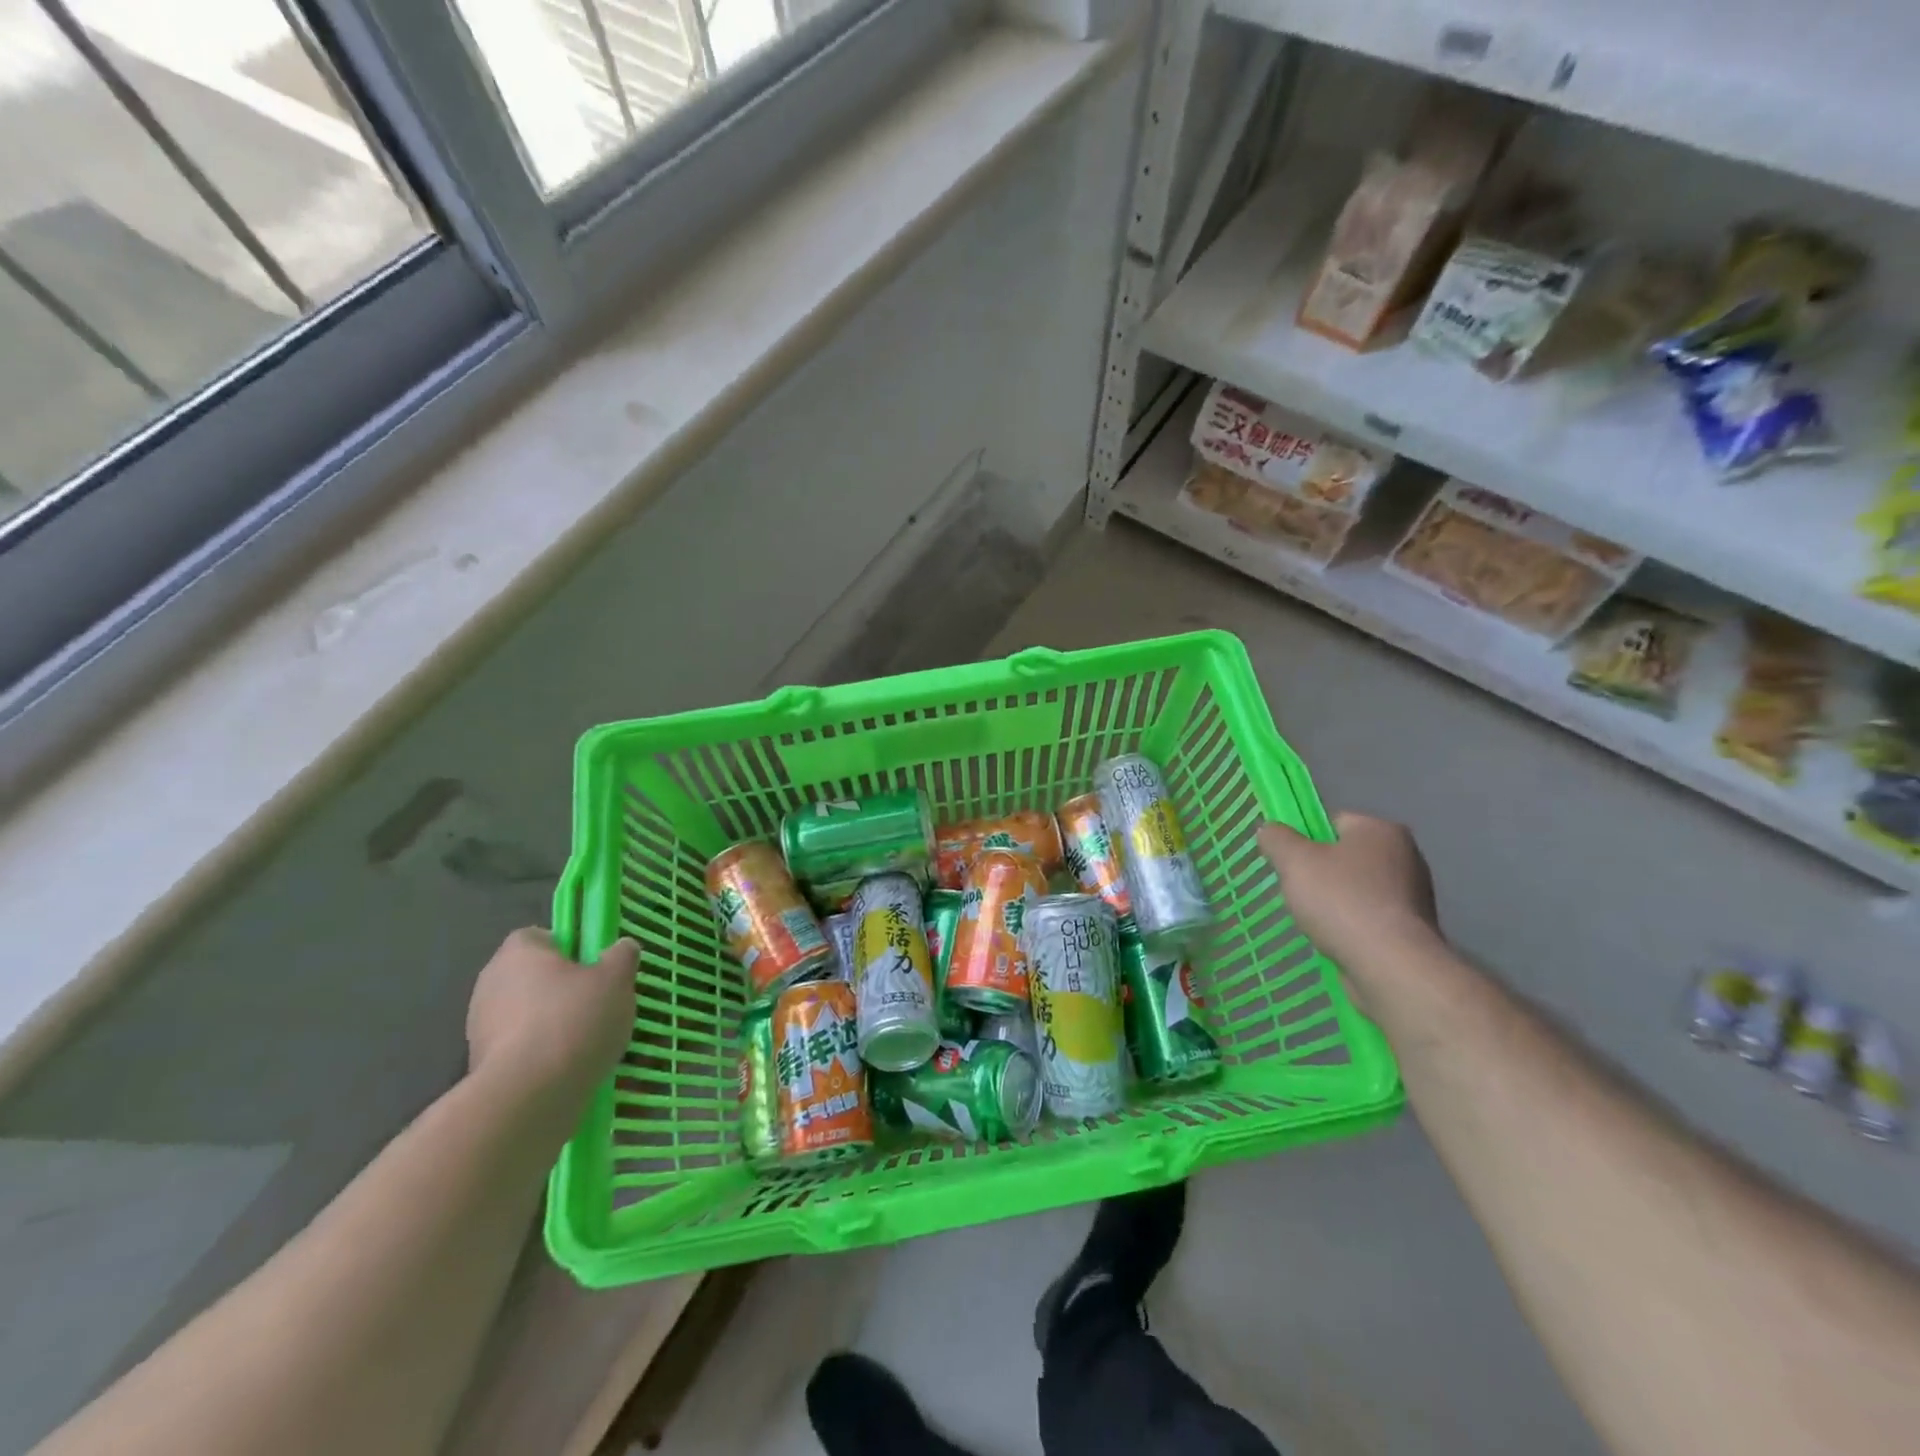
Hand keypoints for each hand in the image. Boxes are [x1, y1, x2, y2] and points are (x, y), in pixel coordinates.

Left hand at [466, 928, 636, 1104]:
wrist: (529, 1096)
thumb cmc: (574, 1019)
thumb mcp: (616, 979)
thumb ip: (621, 956)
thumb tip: (621, 947)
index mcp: (518, 952)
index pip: (541, 936)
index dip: (569, 948)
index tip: (594, 967)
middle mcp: (490, 983)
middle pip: (533, 977)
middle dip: (562, 989)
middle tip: (598, 1003)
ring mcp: (480, 1027)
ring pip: (527, 1015)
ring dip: (552, 1023)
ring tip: (588, 1042)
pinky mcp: (481, 1066)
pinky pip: (520, 1049)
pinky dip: (541, 1055)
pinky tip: (568, 1068)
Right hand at [1258, 813, 1438, 974]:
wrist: (1390, 966)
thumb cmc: (1341, 901)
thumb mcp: (1294, 861)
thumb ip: (1276, 839)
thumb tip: (1269, 830)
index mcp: (1382, 830)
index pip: (1334, 822)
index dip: (1307, 841)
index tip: (1291, 864)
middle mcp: (1406, 856)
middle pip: (1346, 857)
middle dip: (1321, 874)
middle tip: (1298, 893)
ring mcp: (1414, 895)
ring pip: (1357, 889)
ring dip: (1336, 903)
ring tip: (1315, 922)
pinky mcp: (1413, 930)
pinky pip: (1370, 918)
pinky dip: (1352, 926)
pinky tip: (1337, 940)